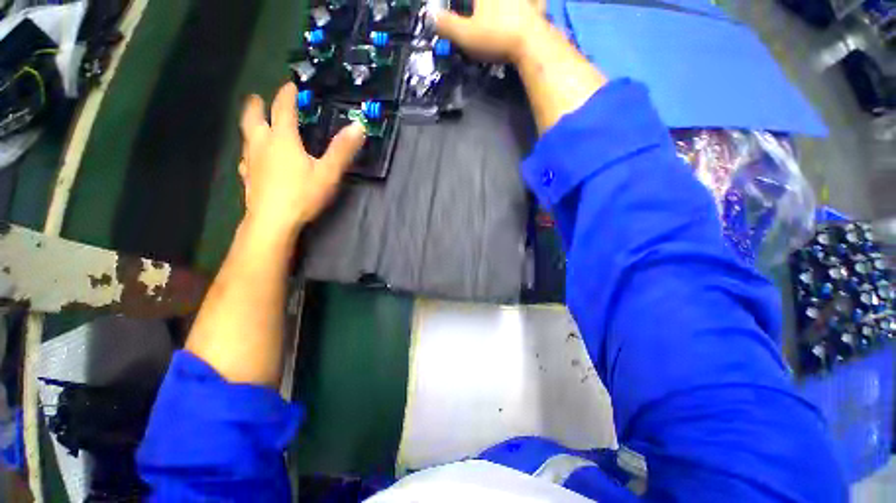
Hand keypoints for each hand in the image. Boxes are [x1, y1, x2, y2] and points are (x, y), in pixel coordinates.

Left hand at [239, 82, 364, 236]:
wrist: (273, 222)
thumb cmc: (302, 195)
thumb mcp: (328, 173)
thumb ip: (342, 150)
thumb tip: (358, 126)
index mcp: (282, 139)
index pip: (283, 109)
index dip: (287, 95)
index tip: (291, 85)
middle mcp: (262, 144)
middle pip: (253, 117)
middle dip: (256, 105)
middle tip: (256, 97)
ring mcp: (251, 161)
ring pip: (247, 136)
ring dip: (250, 125)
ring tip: (255, 124)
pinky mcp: (248, 177)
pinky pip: (246, 158)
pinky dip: (249, 152)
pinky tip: (252, 159)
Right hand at [434, 0, 546, 62]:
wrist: (531, 44)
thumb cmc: (495, 36)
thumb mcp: (465, 35)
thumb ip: (447, 26)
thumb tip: (432, 16)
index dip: (463, 4)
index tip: (464, 9)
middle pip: (485, 1)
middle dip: (479, 6)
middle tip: (478, 11)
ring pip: (512, 2)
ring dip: (509, 6)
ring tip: (500, 12)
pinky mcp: (537, 5)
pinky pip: (535, 2)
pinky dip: (532, 5)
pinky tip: (529, 7)